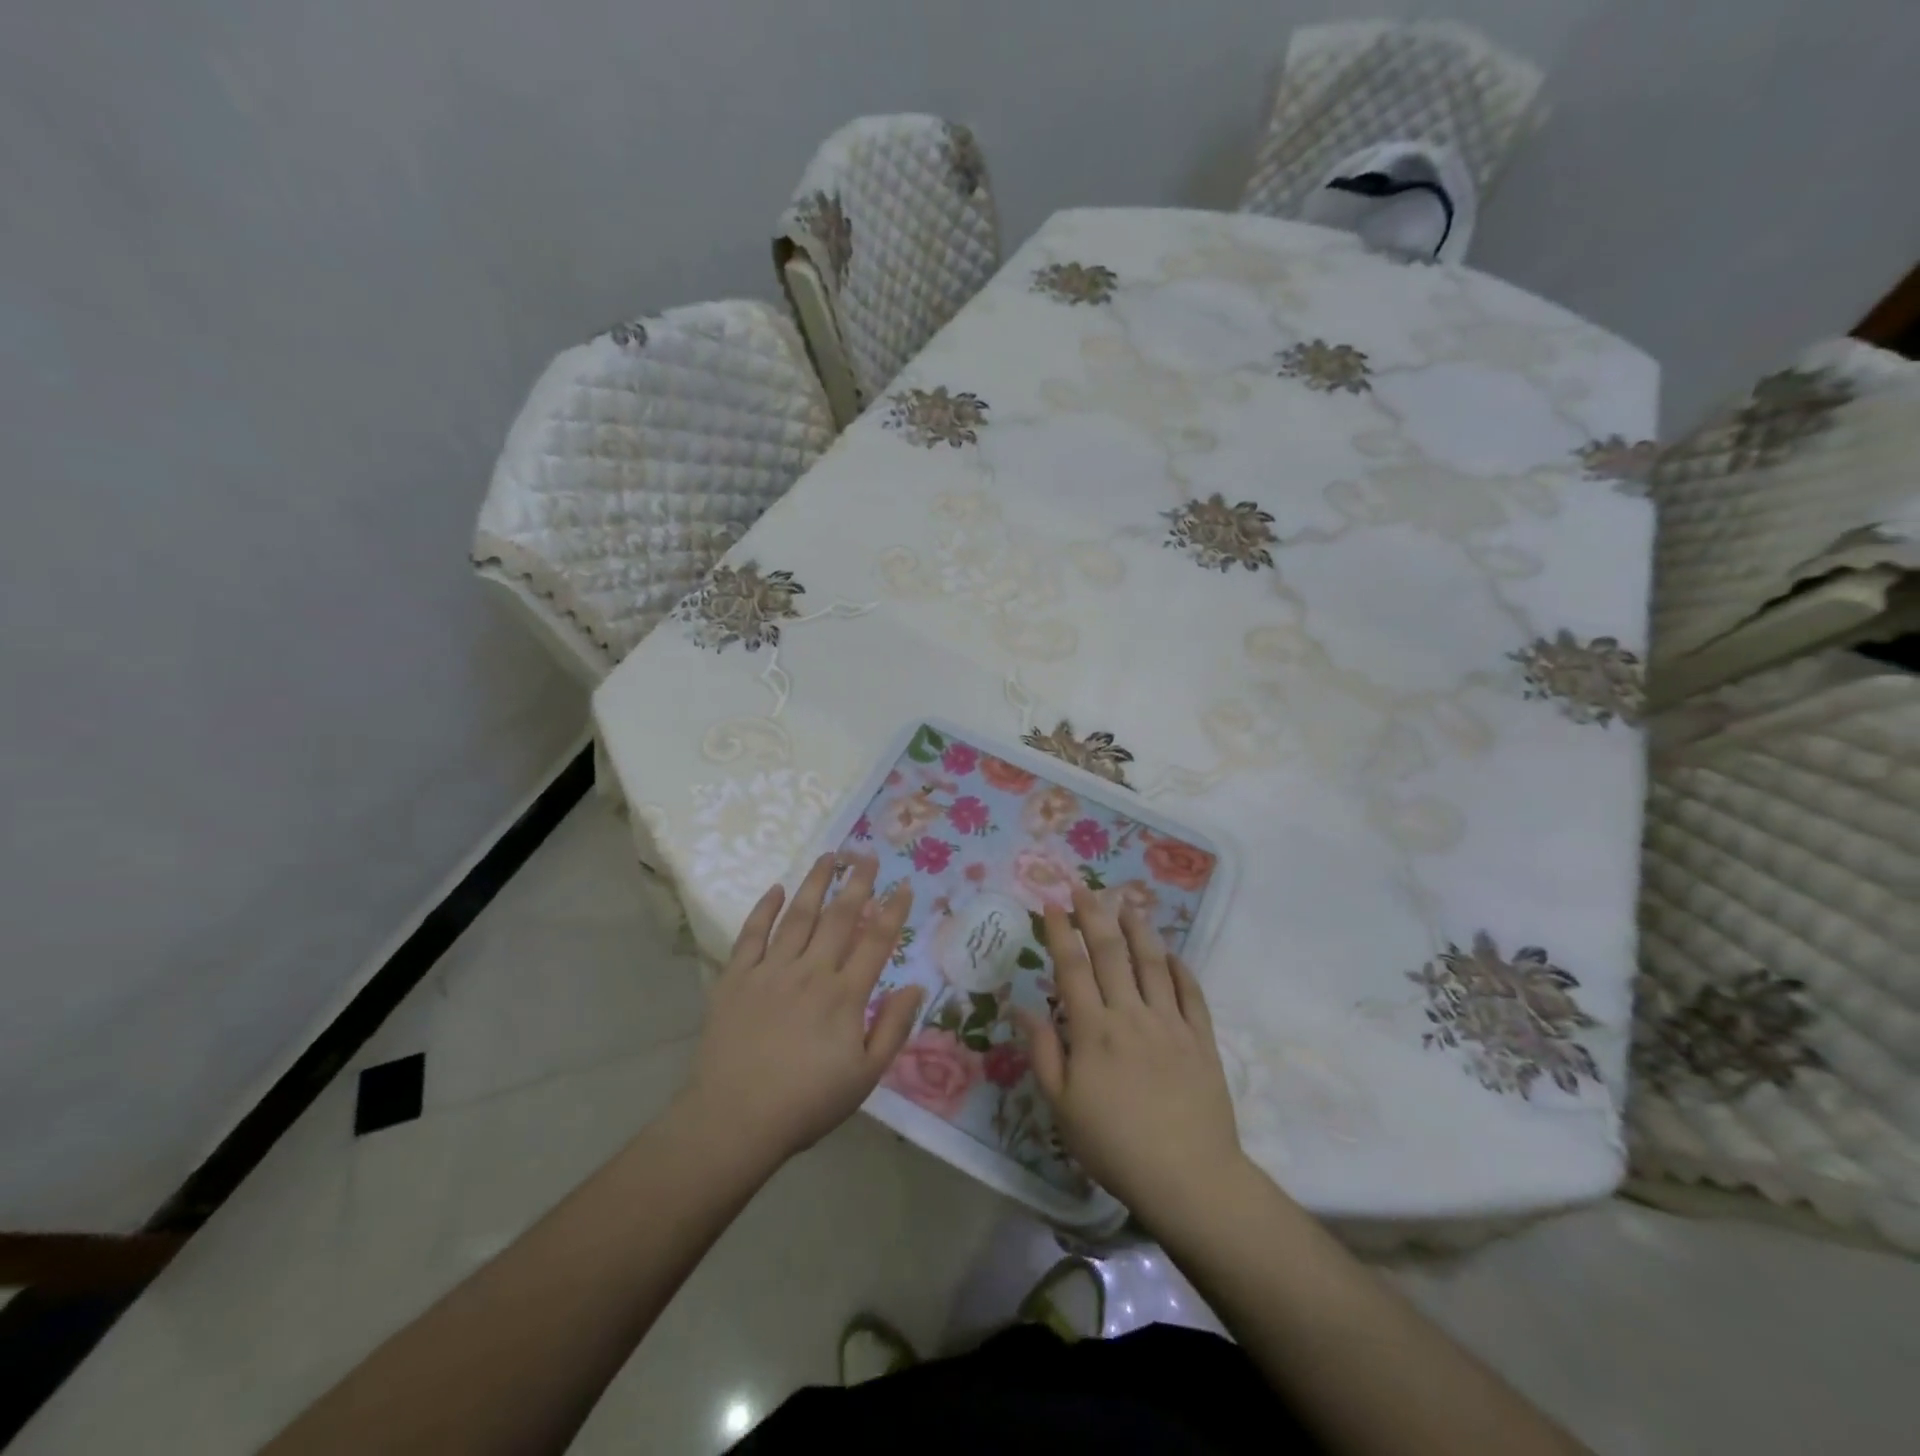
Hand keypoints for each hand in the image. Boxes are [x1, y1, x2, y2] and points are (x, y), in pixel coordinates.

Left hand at [679, 853, 920, 1166]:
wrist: (735, 1119)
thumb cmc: (807, 1102)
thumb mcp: (865, 1076)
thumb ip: (893, 1028)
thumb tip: (916, 986)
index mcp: (844, 995)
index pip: (876, 941)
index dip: (893, 911)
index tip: (903, 885)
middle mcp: (810, 971)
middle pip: (839, 917)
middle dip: (857, 883)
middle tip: (868, 855)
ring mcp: (770, 970)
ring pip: (798, 915)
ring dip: (816, 883)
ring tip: (829, 856)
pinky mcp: (736, 977)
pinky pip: (752, 933)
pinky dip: (764, 908)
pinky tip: (776, 888)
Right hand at [1018, 885, 1245, 1222]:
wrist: (1188, 1177)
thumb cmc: (1114, 1145)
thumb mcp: (1062, 1107)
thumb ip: (1043, 1052)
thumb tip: (1022, 1008)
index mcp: (1093, 1030)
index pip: (1072, 968)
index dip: (1060, 932)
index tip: (1051, 903)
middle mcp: (1130, 1014)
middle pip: (1110, 954)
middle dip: (1094, 916)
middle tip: (1084, 888)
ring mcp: (1170, 1023)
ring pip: (1151, 963)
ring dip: (1137, 929)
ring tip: (1127, 904)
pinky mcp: (1201, 1038)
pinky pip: (1190, 992)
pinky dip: (1179, 967)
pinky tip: (1170, 952)